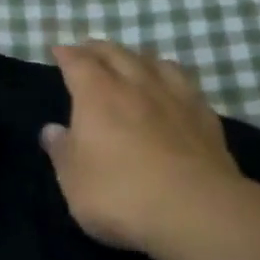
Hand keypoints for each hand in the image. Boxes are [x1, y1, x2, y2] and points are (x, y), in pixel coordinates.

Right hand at [41, 42, 248, 258]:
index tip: (58, 49)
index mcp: (98, 96)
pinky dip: (171, 79)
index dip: (66, 54)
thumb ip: (62, 152)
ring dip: (139, 58)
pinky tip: (172, 90)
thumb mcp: (73, 180)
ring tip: (132, 63)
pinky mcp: (206, 118)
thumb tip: (52, 130)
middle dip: (99, 49)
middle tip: (88, 49)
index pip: (79, 63)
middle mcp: (137, 87)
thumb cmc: (119, 194)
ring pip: (156, 63)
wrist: (195, 211)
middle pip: (117, 54)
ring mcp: (177, 99)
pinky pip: (186, 85)